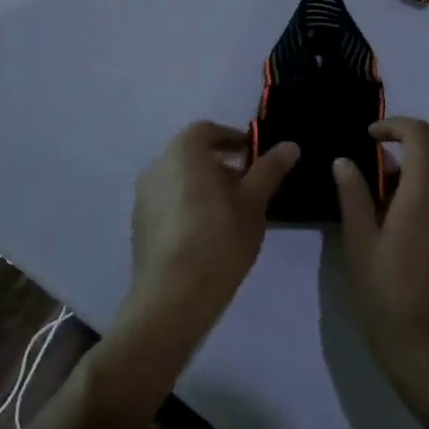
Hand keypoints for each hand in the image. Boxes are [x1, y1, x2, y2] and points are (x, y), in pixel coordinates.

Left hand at [122, 122, 298, 352]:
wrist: (173, 297)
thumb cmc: (219, 238)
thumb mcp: (254, 202)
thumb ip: (269, 170)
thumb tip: (289, 145)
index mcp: (183, 152)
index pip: (208, 131)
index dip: (233, 139)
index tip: (254, 157)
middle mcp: (157, 167)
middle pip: (192, 156)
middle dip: (221, 166)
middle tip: (248, 188)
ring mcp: (142, 198)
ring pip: (180, 181)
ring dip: (204, 188)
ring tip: (231, 214)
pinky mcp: (139, 227)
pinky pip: (168, 205)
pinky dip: (188, 208)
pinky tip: (208, 235)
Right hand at [332, 118, 428, 404]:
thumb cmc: (387, 295)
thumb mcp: (359, 243)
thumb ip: (353, 197)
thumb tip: (345, 162)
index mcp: (424, 192)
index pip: (420, 135)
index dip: (395, 126)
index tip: (369, 139)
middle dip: (400, 161)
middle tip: (367, 186)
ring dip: (413, 185)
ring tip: (380, 216)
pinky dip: (426, 206)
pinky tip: (402, 241)